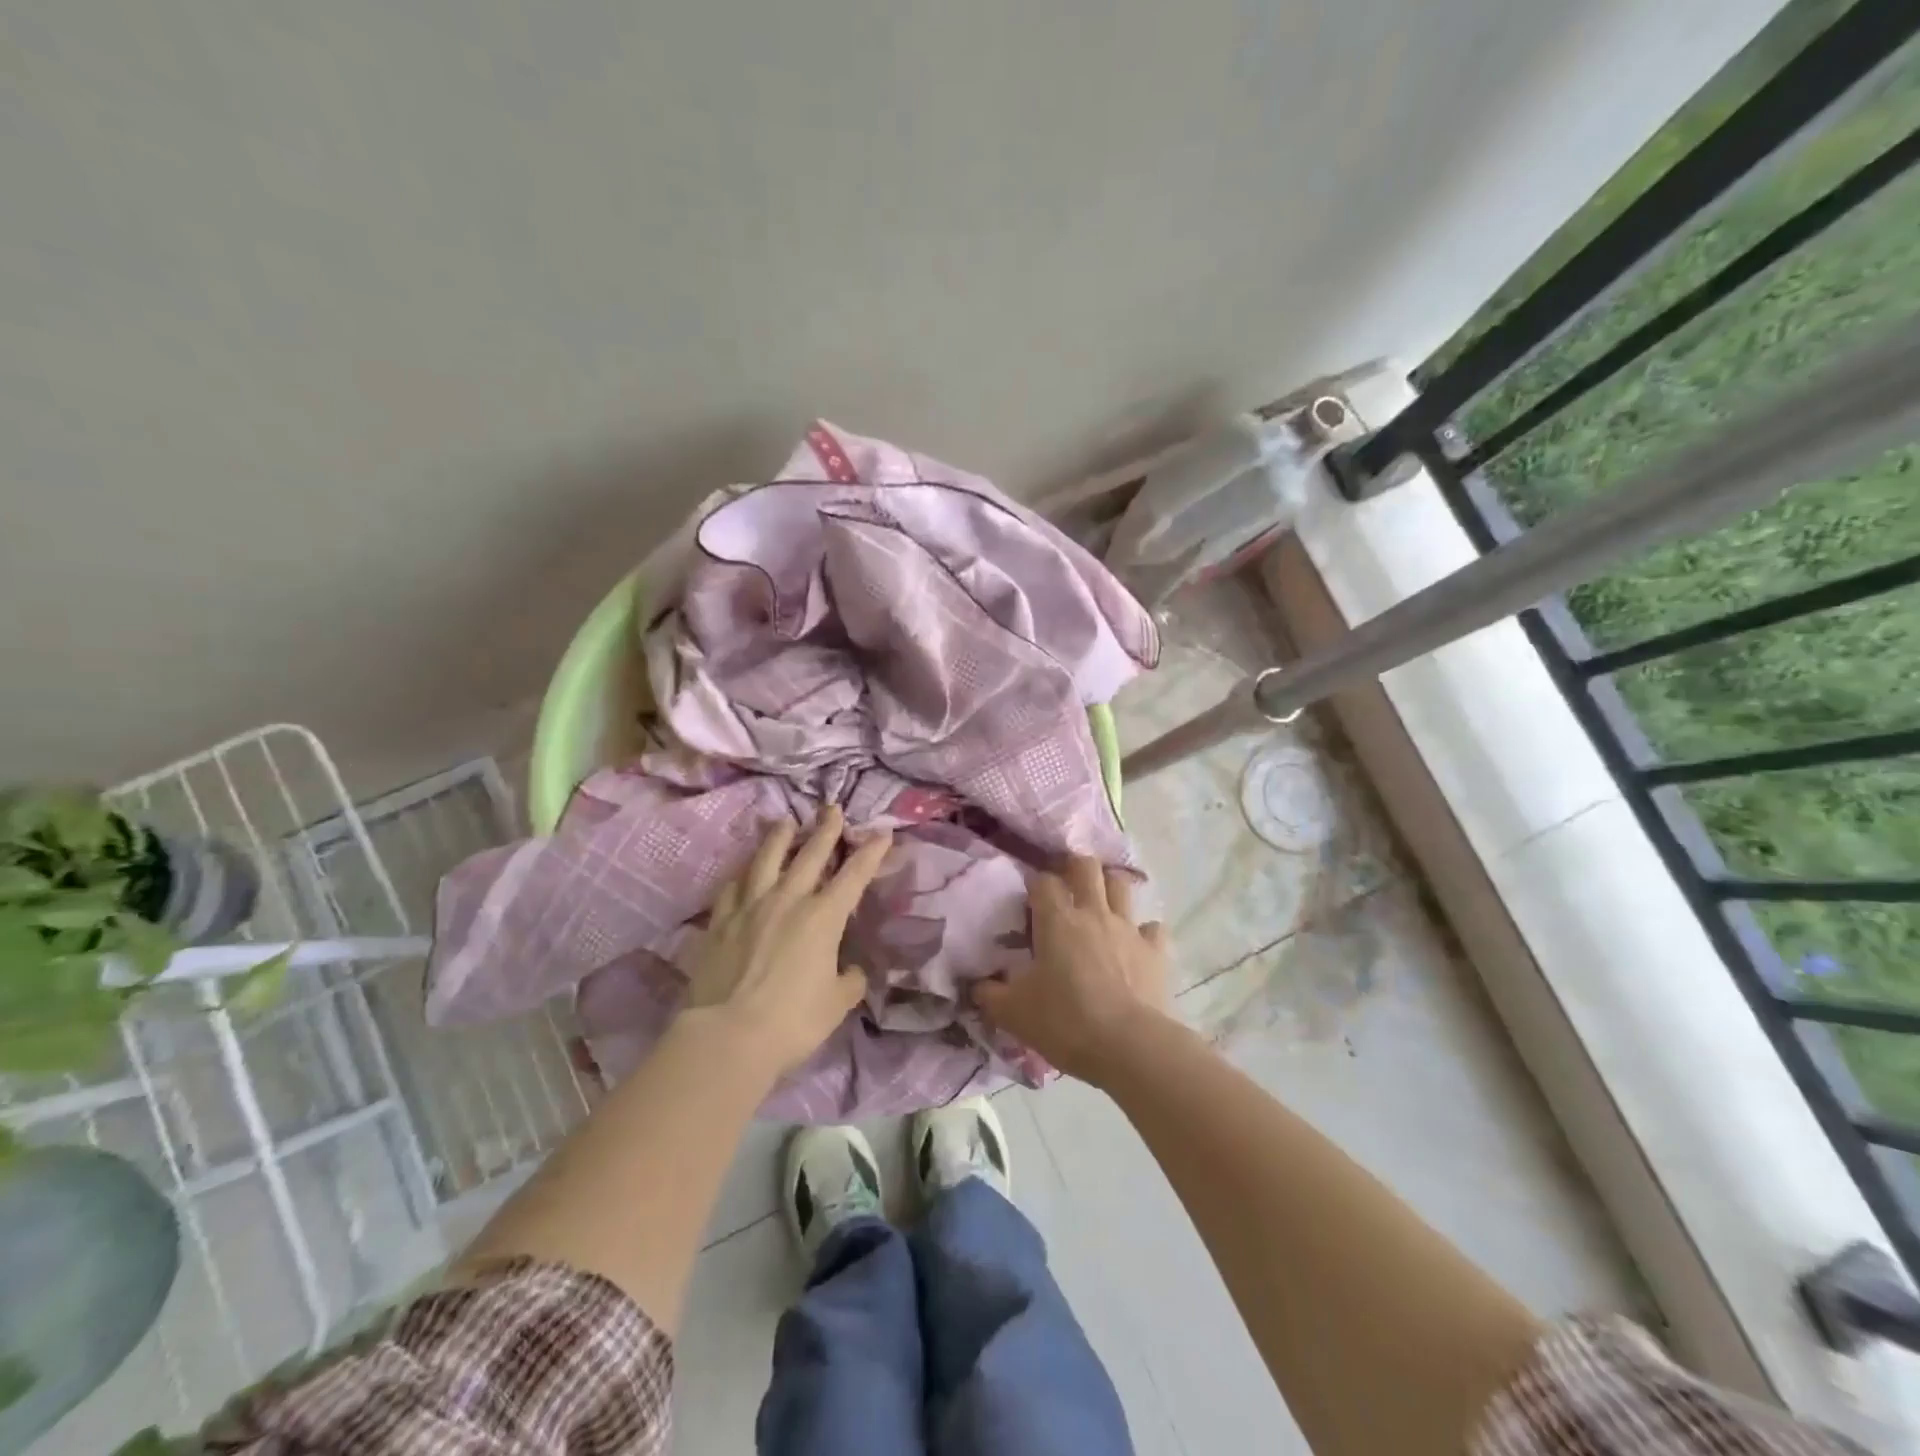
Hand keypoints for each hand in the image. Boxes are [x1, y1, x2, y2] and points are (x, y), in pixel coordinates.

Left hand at [683, 806, 891, 1077]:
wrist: (728, 1035)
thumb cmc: (792, 1021)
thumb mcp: (836, 1004)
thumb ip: (849, 981)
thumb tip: (851, 971)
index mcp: (823, 917)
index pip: (854, 875)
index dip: (871, 852)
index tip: (883, 832)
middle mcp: (788, 900)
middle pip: (810, 854)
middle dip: (825, 829)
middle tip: (832, 809)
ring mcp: (750, 906)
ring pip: (766, 859)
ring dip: (779, 837)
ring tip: (785, 821)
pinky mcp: (720, 921)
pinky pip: (732, 887)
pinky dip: (742, 874)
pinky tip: (744, 871)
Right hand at [974, 854, 1172, 1085]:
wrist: (1129, 1047)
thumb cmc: (1065, 1022)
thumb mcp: (1013, 1013)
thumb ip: (990, 994)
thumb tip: (976, 985)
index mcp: (1057, 920)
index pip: (1043, 881)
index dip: (1035, 885)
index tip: (1029, 902)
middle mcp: (1094, 913)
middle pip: (1087, 866)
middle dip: (1075, 868)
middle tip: (1067, 888)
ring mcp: (1129, 929)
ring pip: (1122, 885)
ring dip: (1110, 889)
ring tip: (1101, 906)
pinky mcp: (1157, 952)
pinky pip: (1153, 928)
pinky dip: (1144, 932)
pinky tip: (1136, 946)